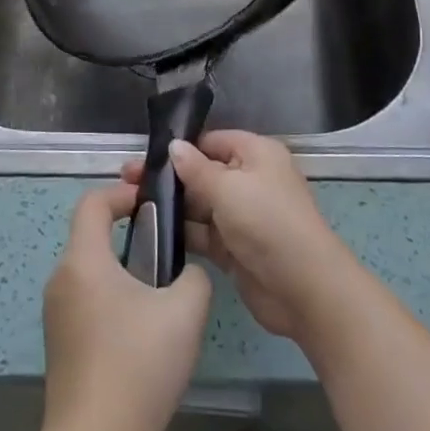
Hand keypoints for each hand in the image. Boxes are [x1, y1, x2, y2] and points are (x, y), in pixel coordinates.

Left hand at [41, 185, 212, 430]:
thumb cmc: (138, 365)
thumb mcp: (185, 311)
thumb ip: (194, 276)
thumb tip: (185, 273)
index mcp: (84, 260)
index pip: (93, 202)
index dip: (123, 194)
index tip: (153, 206)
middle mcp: (61, 279)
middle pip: (92, 238)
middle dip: (131, 237)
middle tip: (168, 256)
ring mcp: (55, 315)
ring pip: (92, 273)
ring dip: (124, 273)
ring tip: (161, 301)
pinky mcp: (59, 346)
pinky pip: (87, 304)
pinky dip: (113, 303)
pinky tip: (141, 338)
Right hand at [122, 131, 353, 341]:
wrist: (303, 289)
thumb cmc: (267, 222)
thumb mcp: (228, 188)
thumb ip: (195, 168)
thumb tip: (173, 146)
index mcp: (255, 154)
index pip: (211, 141)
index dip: (180, 148)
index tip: (144, 156)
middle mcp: (249, 180)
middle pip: (202, 173)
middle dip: (169, 178)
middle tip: (127, 182)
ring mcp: (242, 216)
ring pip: (199, 205)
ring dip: (171, 207)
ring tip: (130, 206)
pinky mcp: (234, 248)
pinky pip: (203, 233)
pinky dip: (182, 233)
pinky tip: (150, 233)